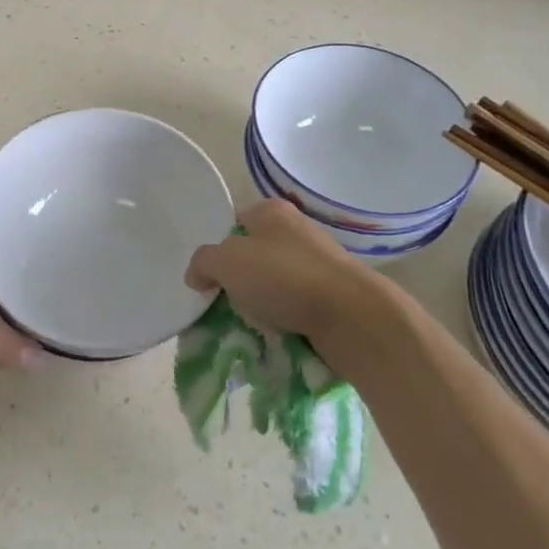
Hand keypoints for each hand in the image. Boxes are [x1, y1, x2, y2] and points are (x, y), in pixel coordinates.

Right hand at [185, 198, 375, 341]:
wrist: (352, 316)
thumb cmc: (284, 276)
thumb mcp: (227, 261)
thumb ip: (203, 262)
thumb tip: (196, 275)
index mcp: (272, 211)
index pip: (234, 221)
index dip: (217, 246)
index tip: (207, 275)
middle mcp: (297, 230)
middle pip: (253, 254)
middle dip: (238, 281)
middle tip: (222, 304)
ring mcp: (318, 263)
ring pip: (274, 283)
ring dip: (261, 305)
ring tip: (248, 326)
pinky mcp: (333, 295)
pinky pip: (296, 306)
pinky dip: (284, 320)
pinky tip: (275, 336)